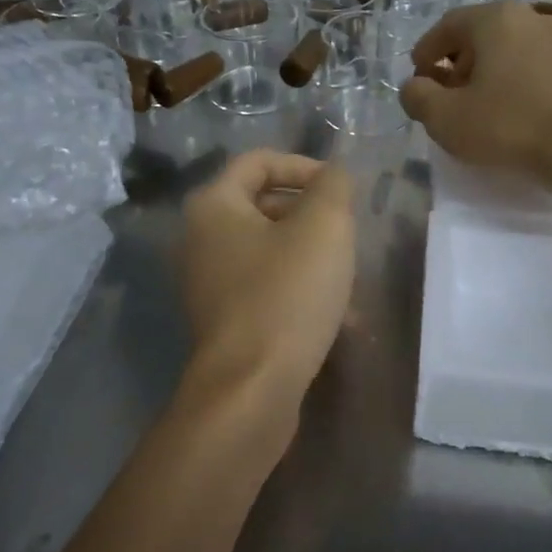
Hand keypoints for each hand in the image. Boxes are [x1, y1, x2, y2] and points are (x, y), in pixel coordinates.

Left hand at [179, 151, 356, 414]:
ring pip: (271, 251)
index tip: (341, 189)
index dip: (304, 165)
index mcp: (214, 205)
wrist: (251, 389)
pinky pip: (267, 288)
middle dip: (311, 214)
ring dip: (312, 257)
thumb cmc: (287, 294)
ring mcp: (209, 283)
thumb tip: (333, 174)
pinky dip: (300, 291)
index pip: (259, 161)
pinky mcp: (224, 320)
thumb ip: (333, 186)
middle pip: (263, 205)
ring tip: (350, 280)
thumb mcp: (324, 226)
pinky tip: (340, 319)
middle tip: (347, 233)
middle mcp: (201, 239)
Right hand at [400, 2, 551, 181]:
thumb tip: (414, 86)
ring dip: (490, 72)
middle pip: (481, 35)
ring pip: (512, 49)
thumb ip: (417, 97)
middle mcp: (532, 17)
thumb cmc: (509, 127)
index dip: (426, 52)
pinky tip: (518, 112)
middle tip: (448, 96)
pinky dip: (520, 81)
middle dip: (458, 63)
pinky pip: (539, 66)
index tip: (419, 79)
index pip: (446, 26)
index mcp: (495, 19)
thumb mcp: (445, 118)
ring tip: (483, 106)